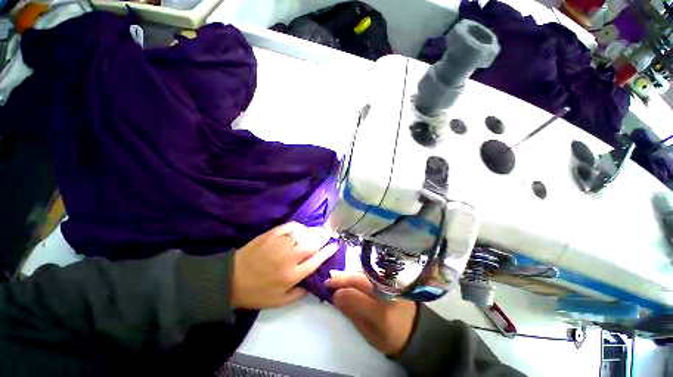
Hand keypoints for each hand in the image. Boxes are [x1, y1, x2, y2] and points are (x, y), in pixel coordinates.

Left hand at [231, 222, 337, 308]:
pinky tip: (300, 228)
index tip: (334, 245)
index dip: (327, 252)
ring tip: (316, 231)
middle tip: (327, 234)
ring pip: (302, 234)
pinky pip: (289, 227)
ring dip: (312, 231)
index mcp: (292, 275)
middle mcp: (289, 258)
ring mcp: (280, 245)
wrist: (230, 280)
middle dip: (323, 238)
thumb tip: (311, 284)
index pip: (316, 260)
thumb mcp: (278, 302)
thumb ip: (298, 294)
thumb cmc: (256, 293)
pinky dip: (297, 226)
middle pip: (312, 244)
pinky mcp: (271, 235)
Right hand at [326, 271, 417, 355]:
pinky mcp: (393, 277)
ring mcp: (391, 282)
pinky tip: (353, 276)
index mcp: (380, 312)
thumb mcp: (367, 333)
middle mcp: (386, 292)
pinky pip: (372, 272)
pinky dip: (360, 273)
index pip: (353, 296)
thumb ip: (351, 313)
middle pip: (359, 279)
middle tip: (329, 279)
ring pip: (364, 272)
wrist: (414, 329)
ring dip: (350, 274)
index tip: (330, 292)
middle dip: (342, 278)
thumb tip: (335, 296)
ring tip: (339, 277)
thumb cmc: (389, 337)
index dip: (339, 292)